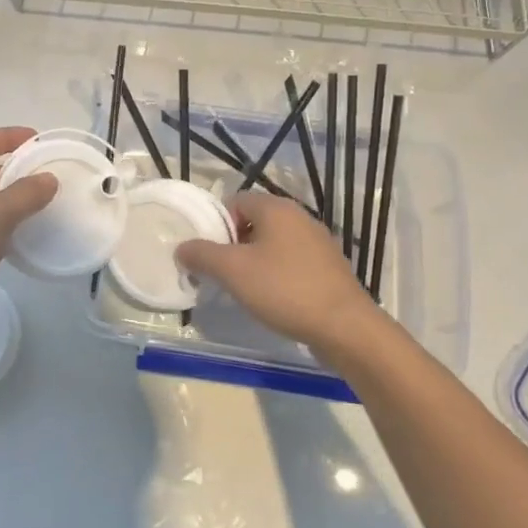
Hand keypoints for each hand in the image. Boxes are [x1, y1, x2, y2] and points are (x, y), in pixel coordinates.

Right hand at [175, 192, 389, 369]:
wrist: (345, 327)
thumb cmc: (284, 289)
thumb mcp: (232, 271)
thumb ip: (202, 254)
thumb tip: (182, 248)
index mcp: (276, 208)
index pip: (235, 201)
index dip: (216, 224)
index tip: (207, 252)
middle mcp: (299, 217)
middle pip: (254, 221)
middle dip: (233, 244)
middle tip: (221, 272)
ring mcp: (318, 242)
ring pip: (273, 243)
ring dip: (254, 261)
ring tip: (244, 288)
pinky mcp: (329, 267)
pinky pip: (292, 261)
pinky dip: (277, 274)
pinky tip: (273, 298)